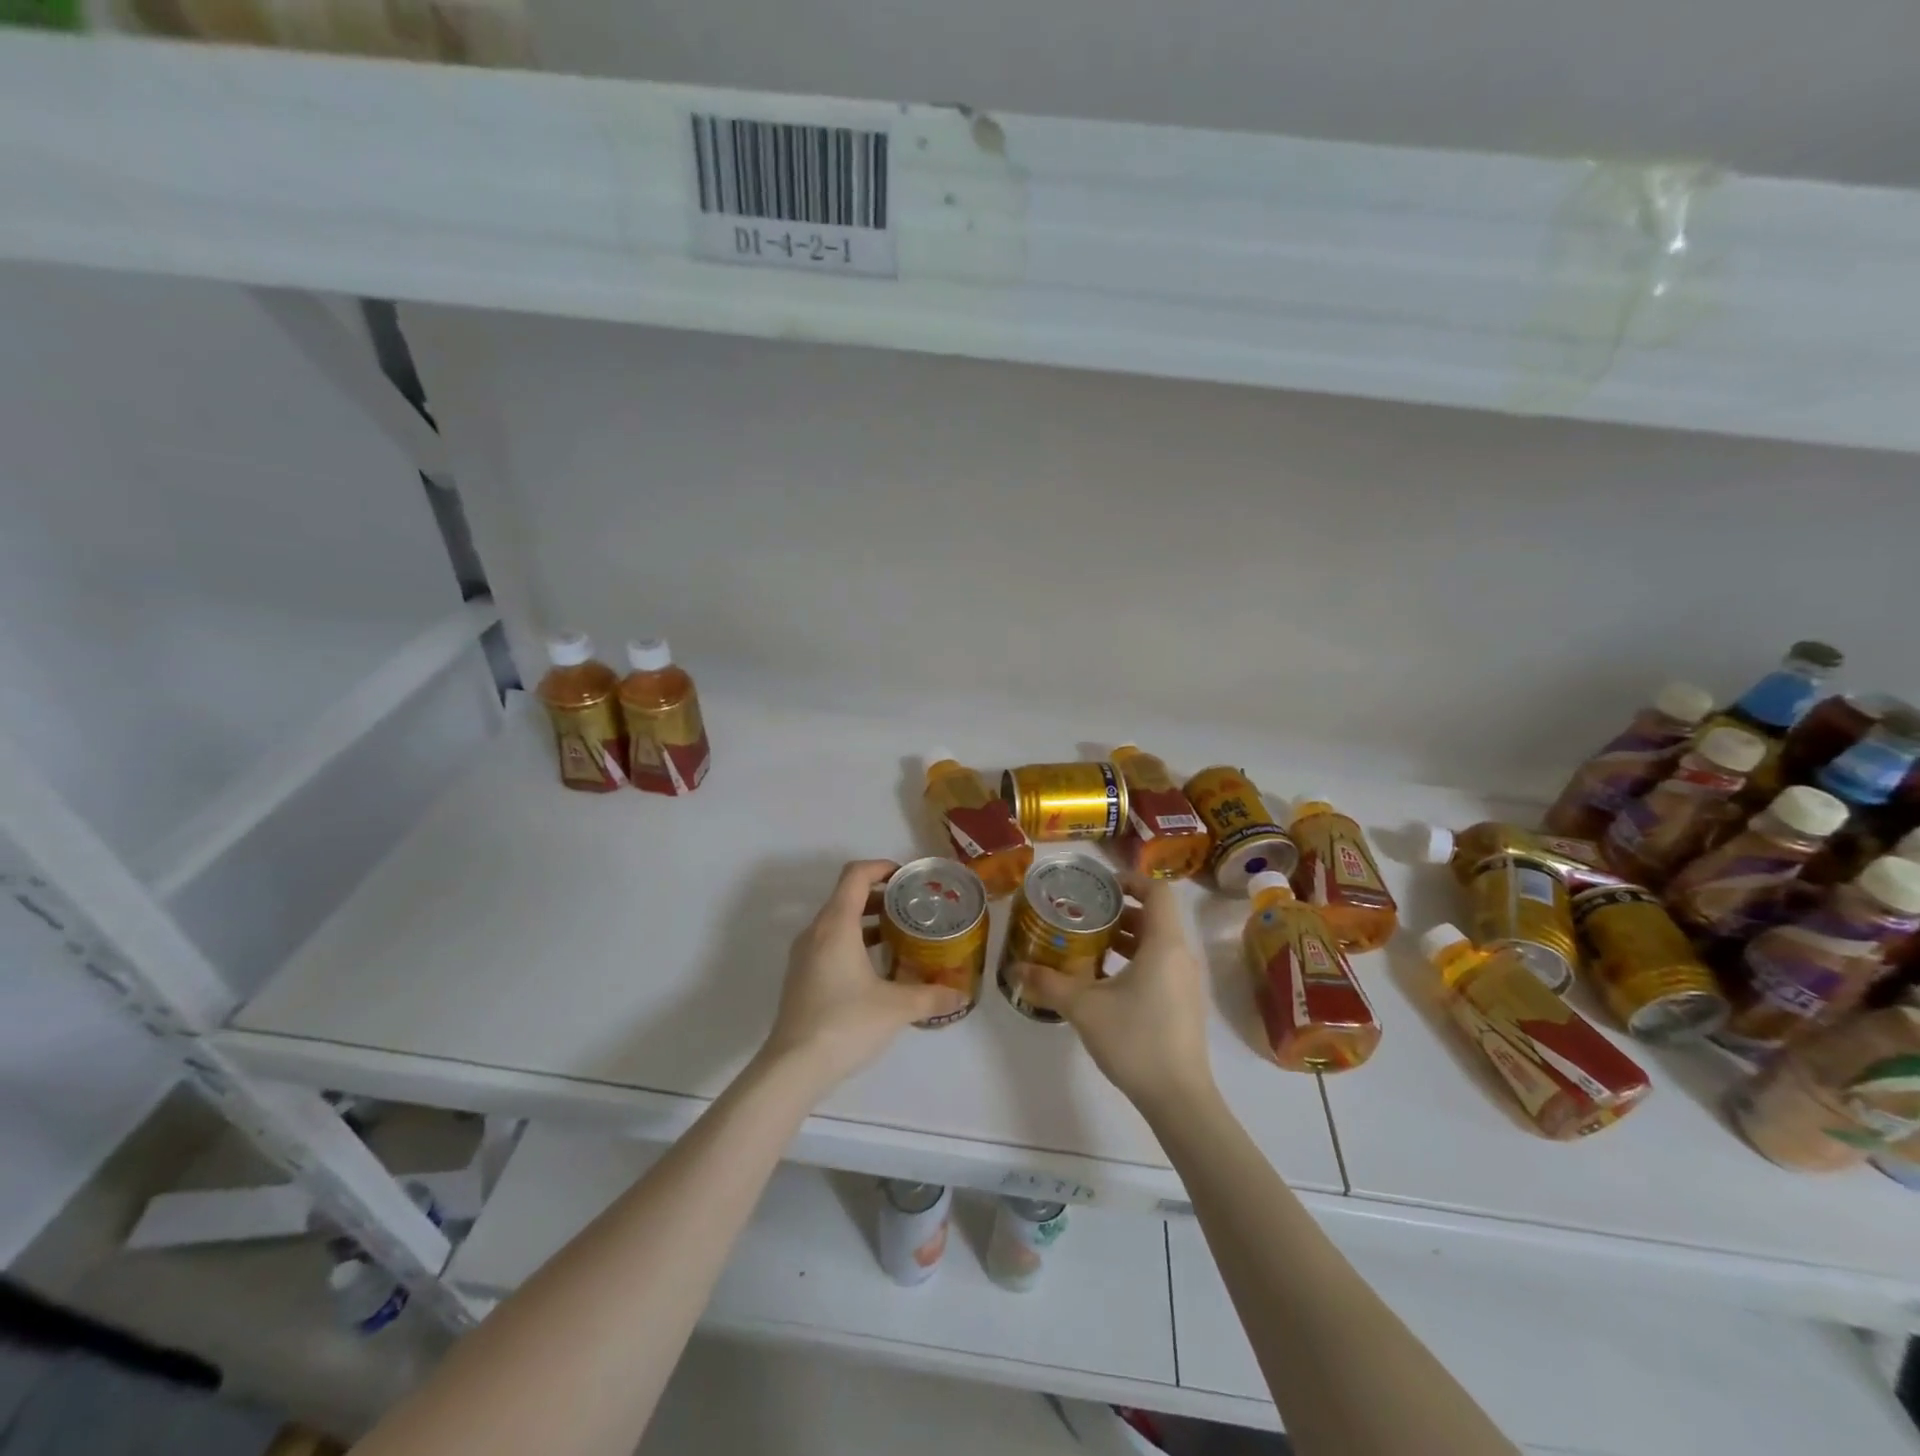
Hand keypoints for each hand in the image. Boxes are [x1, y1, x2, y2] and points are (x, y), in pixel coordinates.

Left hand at [759, 860, 967, 1091]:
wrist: (793, 1067)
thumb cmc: (845, 1024)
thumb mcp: (896, 1008)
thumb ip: (931, 996)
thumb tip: (960, 994)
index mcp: (836, 925)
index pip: (855, 875)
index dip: (881, 867)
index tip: (907, 876)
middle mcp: (816, 932)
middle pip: (846, 896)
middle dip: (880, 896)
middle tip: (912, 907)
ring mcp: (804, 955)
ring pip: (837, 921)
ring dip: (867, 920)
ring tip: (899, 935)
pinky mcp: (801, 977)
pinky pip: (829, 943)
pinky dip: (853, 941)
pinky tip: (876, 968)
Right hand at [1014, 877, 1216, 1116]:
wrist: (1179, 1098)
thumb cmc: (1135, 1039)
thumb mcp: (1084, 1007)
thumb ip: (1049, 983)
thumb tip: (1015, 967)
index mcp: (1164, 944)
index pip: (1158, 891)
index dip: (1131, 881)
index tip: (1100, 887)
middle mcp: (1181, 956)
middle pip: (1156, 916)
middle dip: (1120, 912)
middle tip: (1085, 916)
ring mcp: (1186, 982)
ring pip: (1158, 943)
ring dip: (1127, 939)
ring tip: (1089, 946)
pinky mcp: (1184, 1004)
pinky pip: (1161, 966)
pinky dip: (1136, 961)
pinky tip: (1105, 981)